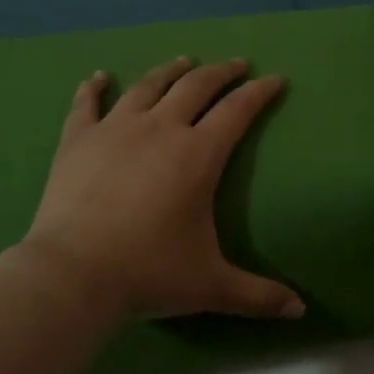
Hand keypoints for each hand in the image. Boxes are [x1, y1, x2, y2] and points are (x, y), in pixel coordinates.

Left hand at [20, 57, 305, 321]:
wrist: (73, 273)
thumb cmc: (148, 273)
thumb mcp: (211, 286)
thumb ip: (258, 295)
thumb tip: (300, 311)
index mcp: (198, 155)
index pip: (237, 111)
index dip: (259, 92)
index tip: (274, 79)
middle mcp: (160, 129)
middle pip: (196, 86)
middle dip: (221, 72)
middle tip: (235, 65)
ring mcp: (115, 129)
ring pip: (148, 86)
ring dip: (170, 71)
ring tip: (184, 62)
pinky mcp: (78, 139)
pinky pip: (87, 104)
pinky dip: (94, 88)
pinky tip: (98, 77)